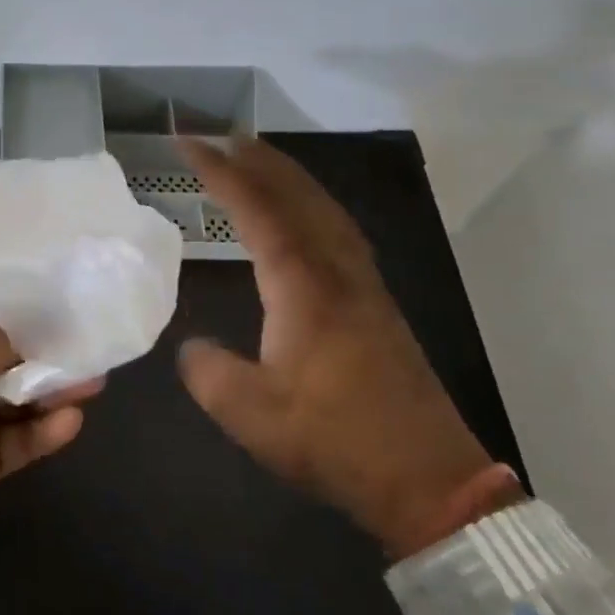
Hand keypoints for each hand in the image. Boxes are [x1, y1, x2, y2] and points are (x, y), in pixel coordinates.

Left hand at [0, 317, 100, 565]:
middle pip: (11, 359)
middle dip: (47, 352)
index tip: (57, 300)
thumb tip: (25, 342)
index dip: (16, 312)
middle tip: (88, 344)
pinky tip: (71, 419)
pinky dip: (48, 430)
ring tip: (93, 380)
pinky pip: (26, 439)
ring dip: (55, 390)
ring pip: (25, 399)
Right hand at [177, 138, 500, 555]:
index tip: (188, 145)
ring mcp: (364, 286)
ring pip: (326, 210)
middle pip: (300, 195)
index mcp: (304, 286)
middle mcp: (338, 272)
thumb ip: (208, 372)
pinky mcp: (377, 306)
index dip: (221, 172)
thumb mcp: (251, 414)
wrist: (427, 478)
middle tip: (222, 137)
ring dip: (290, 178)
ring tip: (258, 163)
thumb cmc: (334, 440)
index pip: (258, 210)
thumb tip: (192, 347)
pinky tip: (303, 220)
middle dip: (259, 160)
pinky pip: (339, 232)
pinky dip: (312, 207)